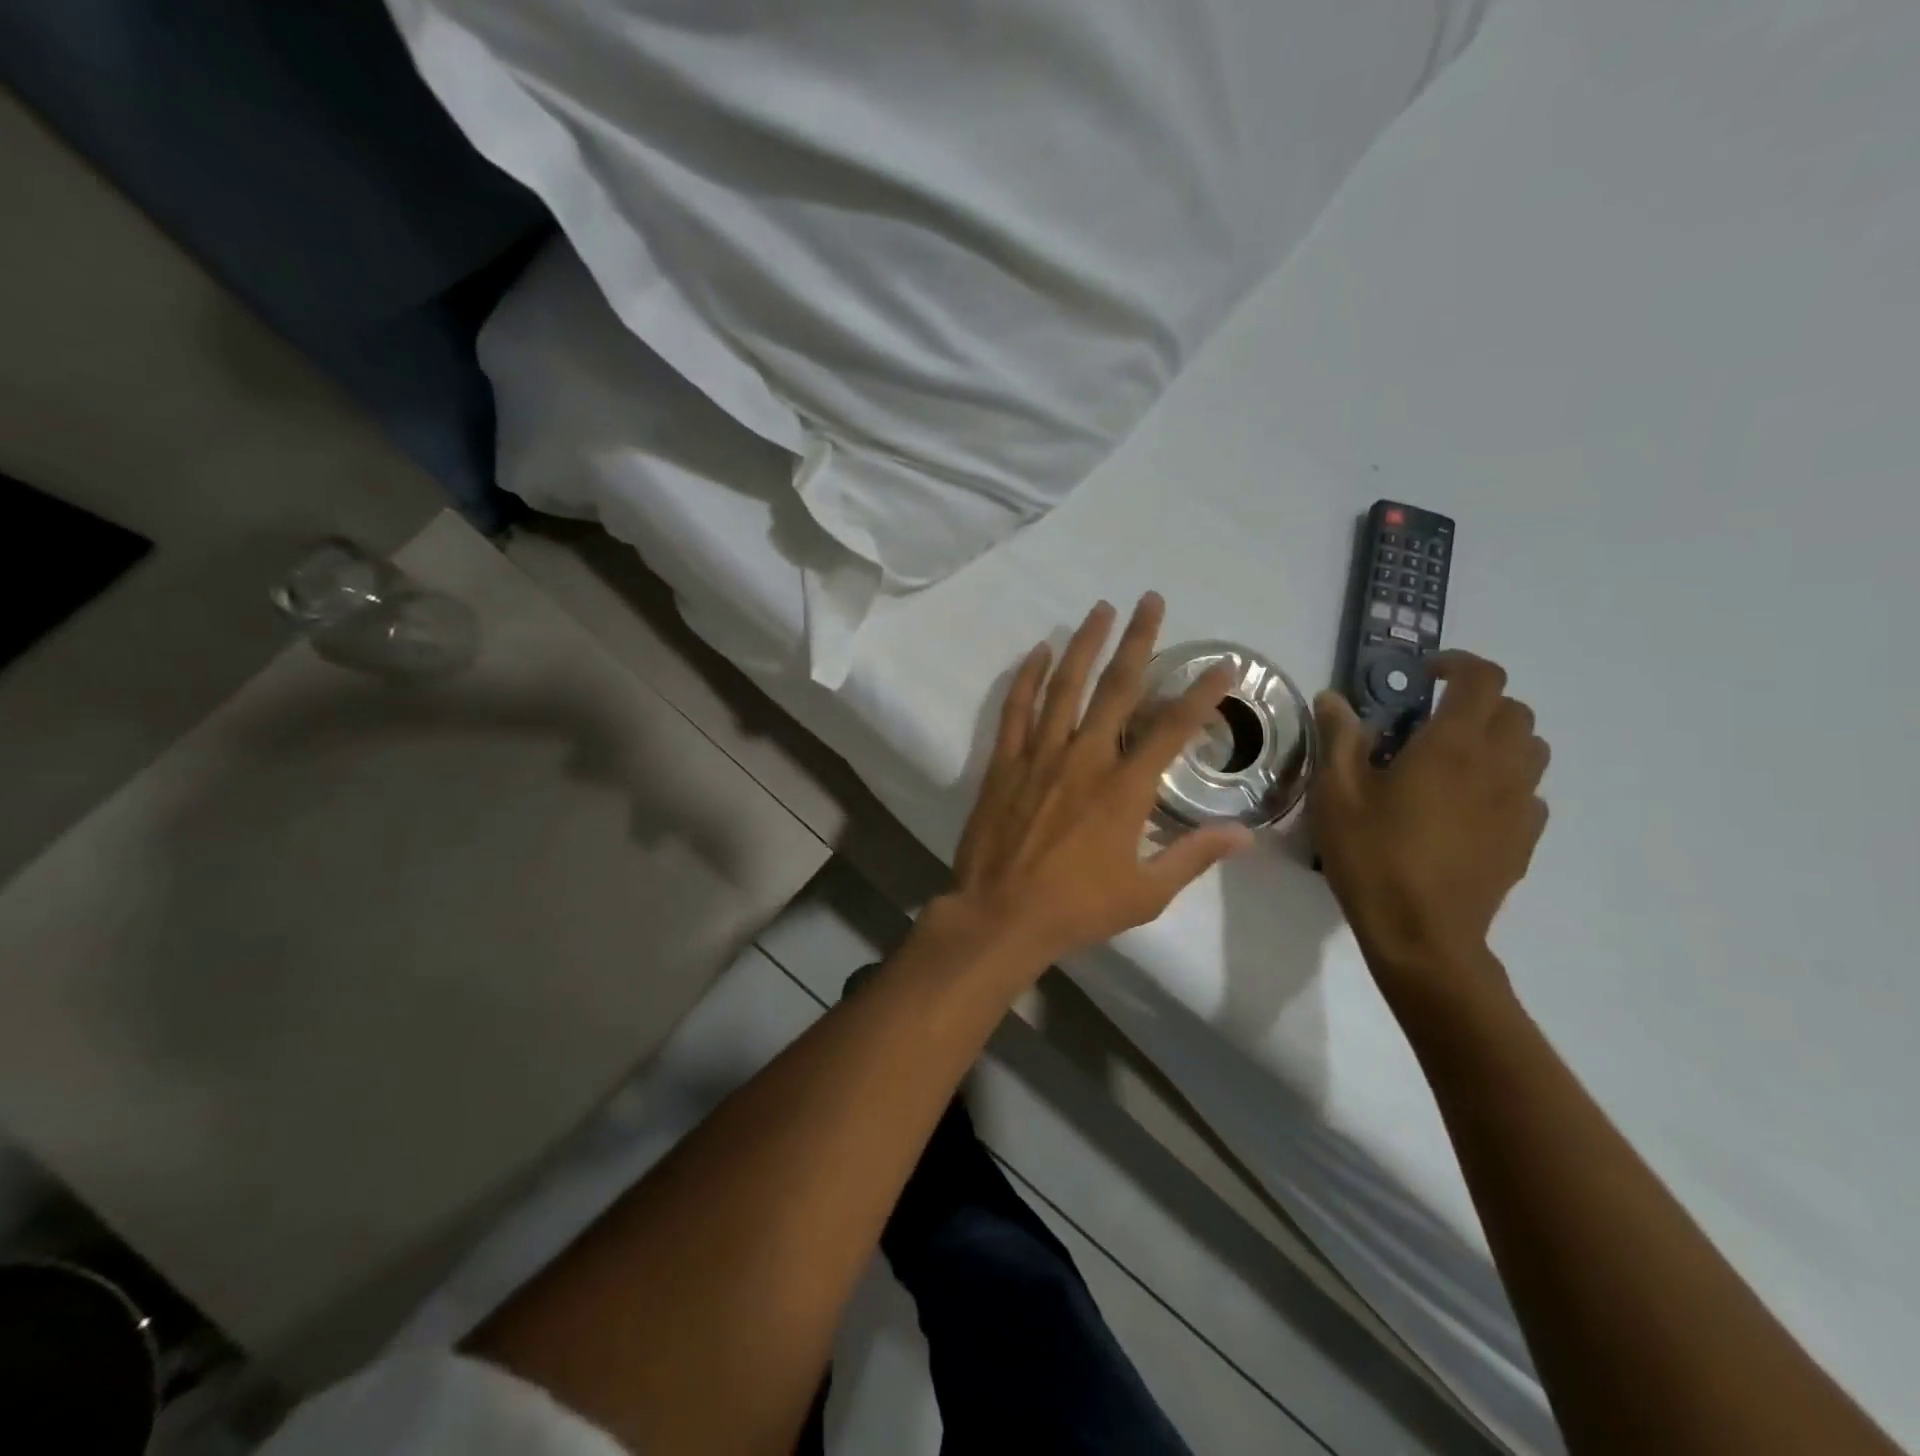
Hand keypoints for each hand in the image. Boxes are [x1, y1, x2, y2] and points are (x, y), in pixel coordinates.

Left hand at [943, 594, 1254, 967]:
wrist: (1000, 916)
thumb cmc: (1076, 909)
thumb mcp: (1146, 893)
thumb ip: (1194, 856)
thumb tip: (1245, 834)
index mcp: (1124, 789)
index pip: (1172, 728)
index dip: (1200, 694)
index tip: (1222, 665)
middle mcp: (1085, 758)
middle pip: (1117, 688)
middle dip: (1139, 641)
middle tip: (1150, 601)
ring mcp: (1040, 755)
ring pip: (1065, 686)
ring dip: (1084, 644)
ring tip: (1100, 609)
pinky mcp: (1004, 762)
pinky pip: (1017, 709)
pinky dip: (1027, 677)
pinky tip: (1038, 651)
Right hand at [1310, 652, 1549, 995]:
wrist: (1423, 933)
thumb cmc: (1372, 856)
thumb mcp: (1336, 794)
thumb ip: (1338, 738)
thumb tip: (1332, 698)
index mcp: (1452, 746)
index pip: (1482, 679)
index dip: (1458, 664)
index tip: (1425, 674)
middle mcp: (1498, 765)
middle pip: (1514, 710)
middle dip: (1478, 701)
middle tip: (1433, 719)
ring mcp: (1519, 804)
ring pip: (1531, 748)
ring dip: (1498, 738)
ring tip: (1453, 759)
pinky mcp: (1525, 838)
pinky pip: (1529, 792)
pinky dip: (1505, 781)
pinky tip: (1467, 806)